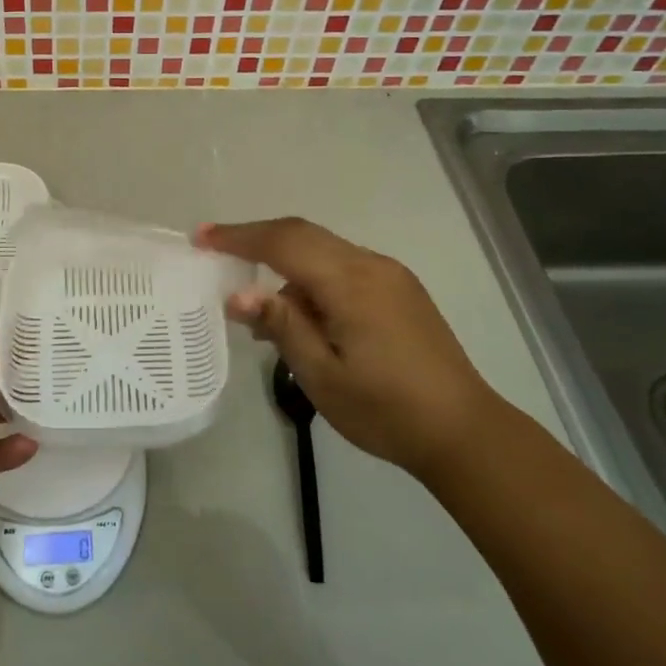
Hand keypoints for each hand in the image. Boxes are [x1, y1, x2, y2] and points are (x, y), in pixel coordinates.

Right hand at [197, 218, 493, 480]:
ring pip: (324, 251)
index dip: (239, 237)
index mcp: (350, 283)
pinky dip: (312, 277)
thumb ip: (282, 326)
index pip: (283, 242)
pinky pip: (344, 267)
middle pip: (303, 234)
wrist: (464, 431)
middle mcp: (371, 265)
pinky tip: (304, 315)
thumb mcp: (322, 376)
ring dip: (286, 264)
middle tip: (216, 252)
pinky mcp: (400, 289)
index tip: (201, 238)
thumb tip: (238, 294)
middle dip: (256, 239)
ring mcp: (390, 275)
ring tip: (262, 310)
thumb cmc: (386, 410)